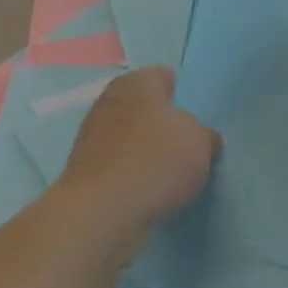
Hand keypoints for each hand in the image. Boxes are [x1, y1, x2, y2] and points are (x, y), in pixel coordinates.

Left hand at [60, 68, 220, 234]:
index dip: (181, 94)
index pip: (164, 76)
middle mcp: (110, 100)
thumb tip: (198, 138)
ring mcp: (92, 134)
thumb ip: (203, 135)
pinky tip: (147, 190)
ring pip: (129, 135)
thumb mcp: (201, 143)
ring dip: (145, 149)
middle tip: (186, 146)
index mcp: (138, 82)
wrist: (102, 211)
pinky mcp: (84, 168)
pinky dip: (131, 172)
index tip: (195, 119)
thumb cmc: (156, 161)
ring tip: (169, 174)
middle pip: (144, 106)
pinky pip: (118, 163)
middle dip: (162, 123)